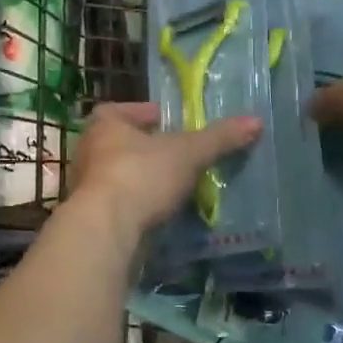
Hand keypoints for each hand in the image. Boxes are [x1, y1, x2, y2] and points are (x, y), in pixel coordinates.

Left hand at [69, 102, 261, 240]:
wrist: (106, 231)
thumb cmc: (141, 176)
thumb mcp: (188, 153)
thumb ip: (219, 138)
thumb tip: (256, 121)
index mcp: (104, 124)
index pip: (125, 110)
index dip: (149, 114)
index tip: (172, 123)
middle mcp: (89, 151)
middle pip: (123, 144)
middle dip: (150, 149)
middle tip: (181, 155)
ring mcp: (86, 188)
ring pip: (122, 176)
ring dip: (145, 180)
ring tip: (177, 186)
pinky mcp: (92, 219)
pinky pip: (121, 205)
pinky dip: (139, 206)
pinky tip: (162, 213)